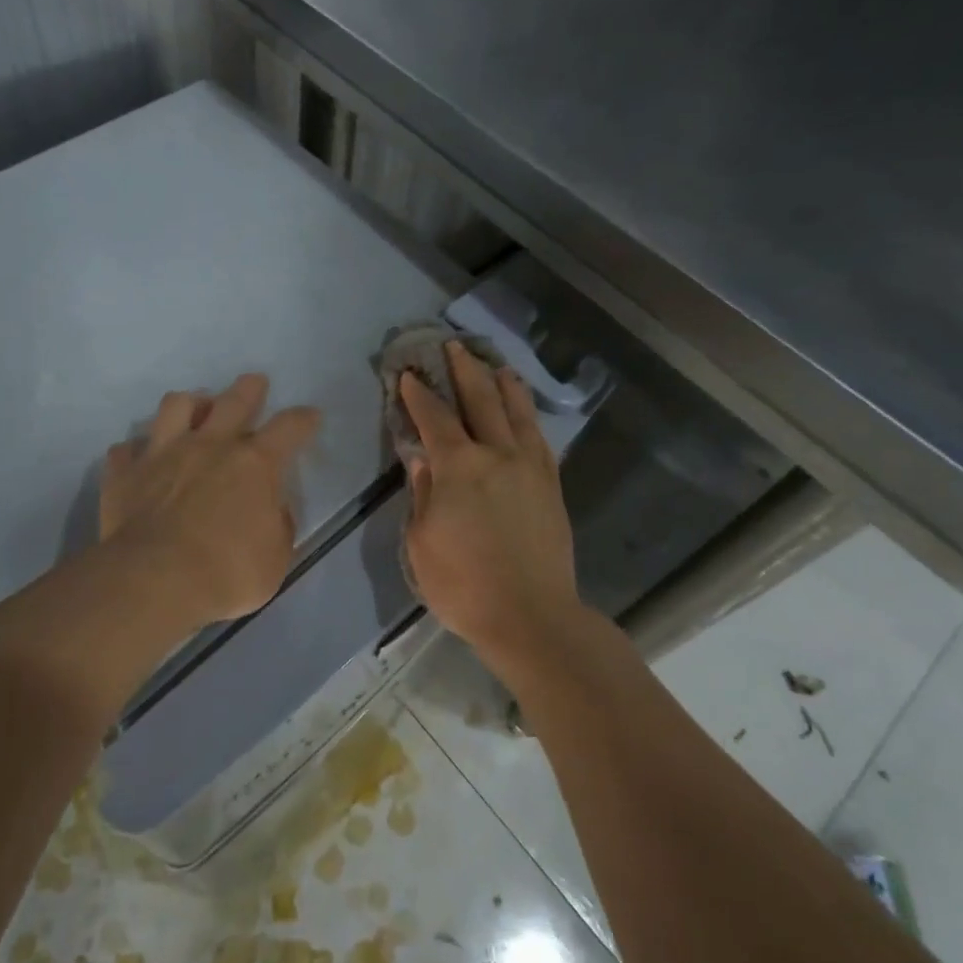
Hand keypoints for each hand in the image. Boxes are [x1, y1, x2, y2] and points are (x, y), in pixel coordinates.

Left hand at [100, 373, 320, 627]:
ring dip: (189, 404)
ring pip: (175, 405)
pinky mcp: (125, 473)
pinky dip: (136, 452)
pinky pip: (126, 449)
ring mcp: (163, 453)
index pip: (289, 428)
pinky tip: (140, 460)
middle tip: (254, 383)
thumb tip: (272, 509)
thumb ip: (278, 526)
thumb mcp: (275, 558)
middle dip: (249, 388)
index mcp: (255, 464)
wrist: (154, 582)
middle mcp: (210, 445)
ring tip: (193, 411)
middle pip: (233, 400)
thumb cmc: (227, 573)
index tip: (310, 416)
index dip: (303, 419)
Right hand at [400, 342, 584, 660]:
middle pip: (481, 400)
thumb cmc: (463, 584)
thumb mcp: (421, 542)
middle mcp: (497, 454)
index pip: (434, 418)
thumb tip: (422, 459)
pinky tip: (524, 412)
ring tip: (496, 367)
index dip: (420, 394)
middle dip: (464, 370)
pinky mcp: (551, 485)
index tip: (411, 374)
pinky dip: (528, 417)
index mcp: (459, 466)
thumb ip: (422, 493)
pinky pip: (539, 438)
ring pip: (517, 412)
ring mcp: (530, 467)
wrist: (531, 616)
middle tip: (454, 347)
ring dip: (503, 385)